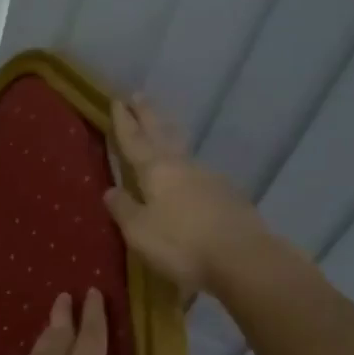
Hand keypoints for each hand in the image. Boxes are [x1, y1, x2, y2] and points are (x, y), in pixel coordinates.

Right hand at [104, 95, 276, 296]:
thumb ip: (123, 209)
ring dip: (171, 137)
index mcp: (156, 171)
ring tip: (163, 130)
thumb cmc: (181, 245)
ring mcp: (210, 179)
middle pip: (163, 134)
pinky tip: (188, 176)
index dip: (124, 122)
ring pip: (184, 151)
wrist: (243, 259)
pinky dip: (188, 167)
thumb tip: (110, 190)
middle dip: (149, 115)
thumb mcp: (139, 231)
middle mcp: (183, 167)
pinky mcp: (229, 196)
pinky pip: (200, 174)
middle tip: (140, 95)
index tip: (117, 100)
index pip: (134, 141)